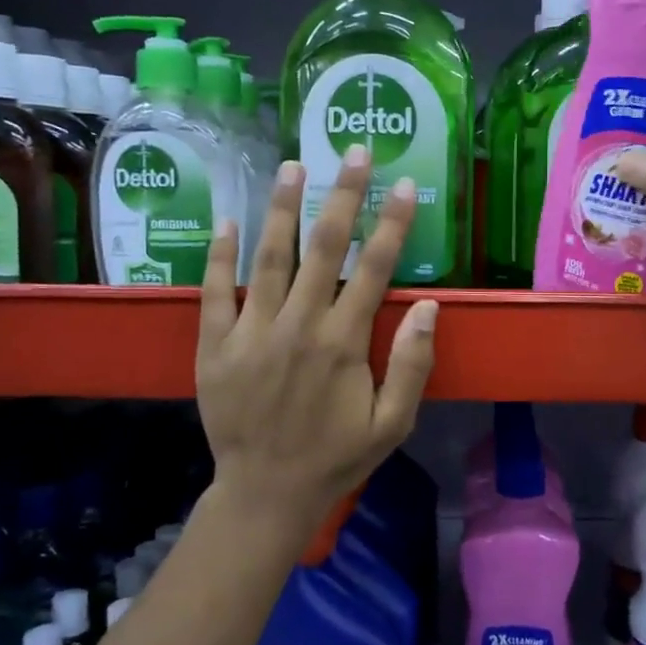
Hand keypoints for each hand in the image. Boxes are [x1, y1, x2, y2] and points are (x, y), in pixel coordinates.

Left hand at [195, 146, 437, 541]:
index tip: (404, 184)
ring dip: (282, 209)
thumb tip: (430, 307)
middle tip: (353, 151)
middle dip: (342, 195)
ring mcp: (251, 332)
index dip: (392, 223)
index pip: (374, 269)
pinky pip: (215, 292)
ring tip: (291, 166)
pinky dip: (220, 255)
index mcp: (343, 343)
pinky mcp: (215, 346)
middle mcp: (298, 326)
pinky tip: (228, 220)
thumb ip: (413, 365)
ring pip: (268, 258)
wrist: (265, 493)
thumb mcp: (392, 423)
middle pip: (324, 248)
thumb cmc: (336, 457)